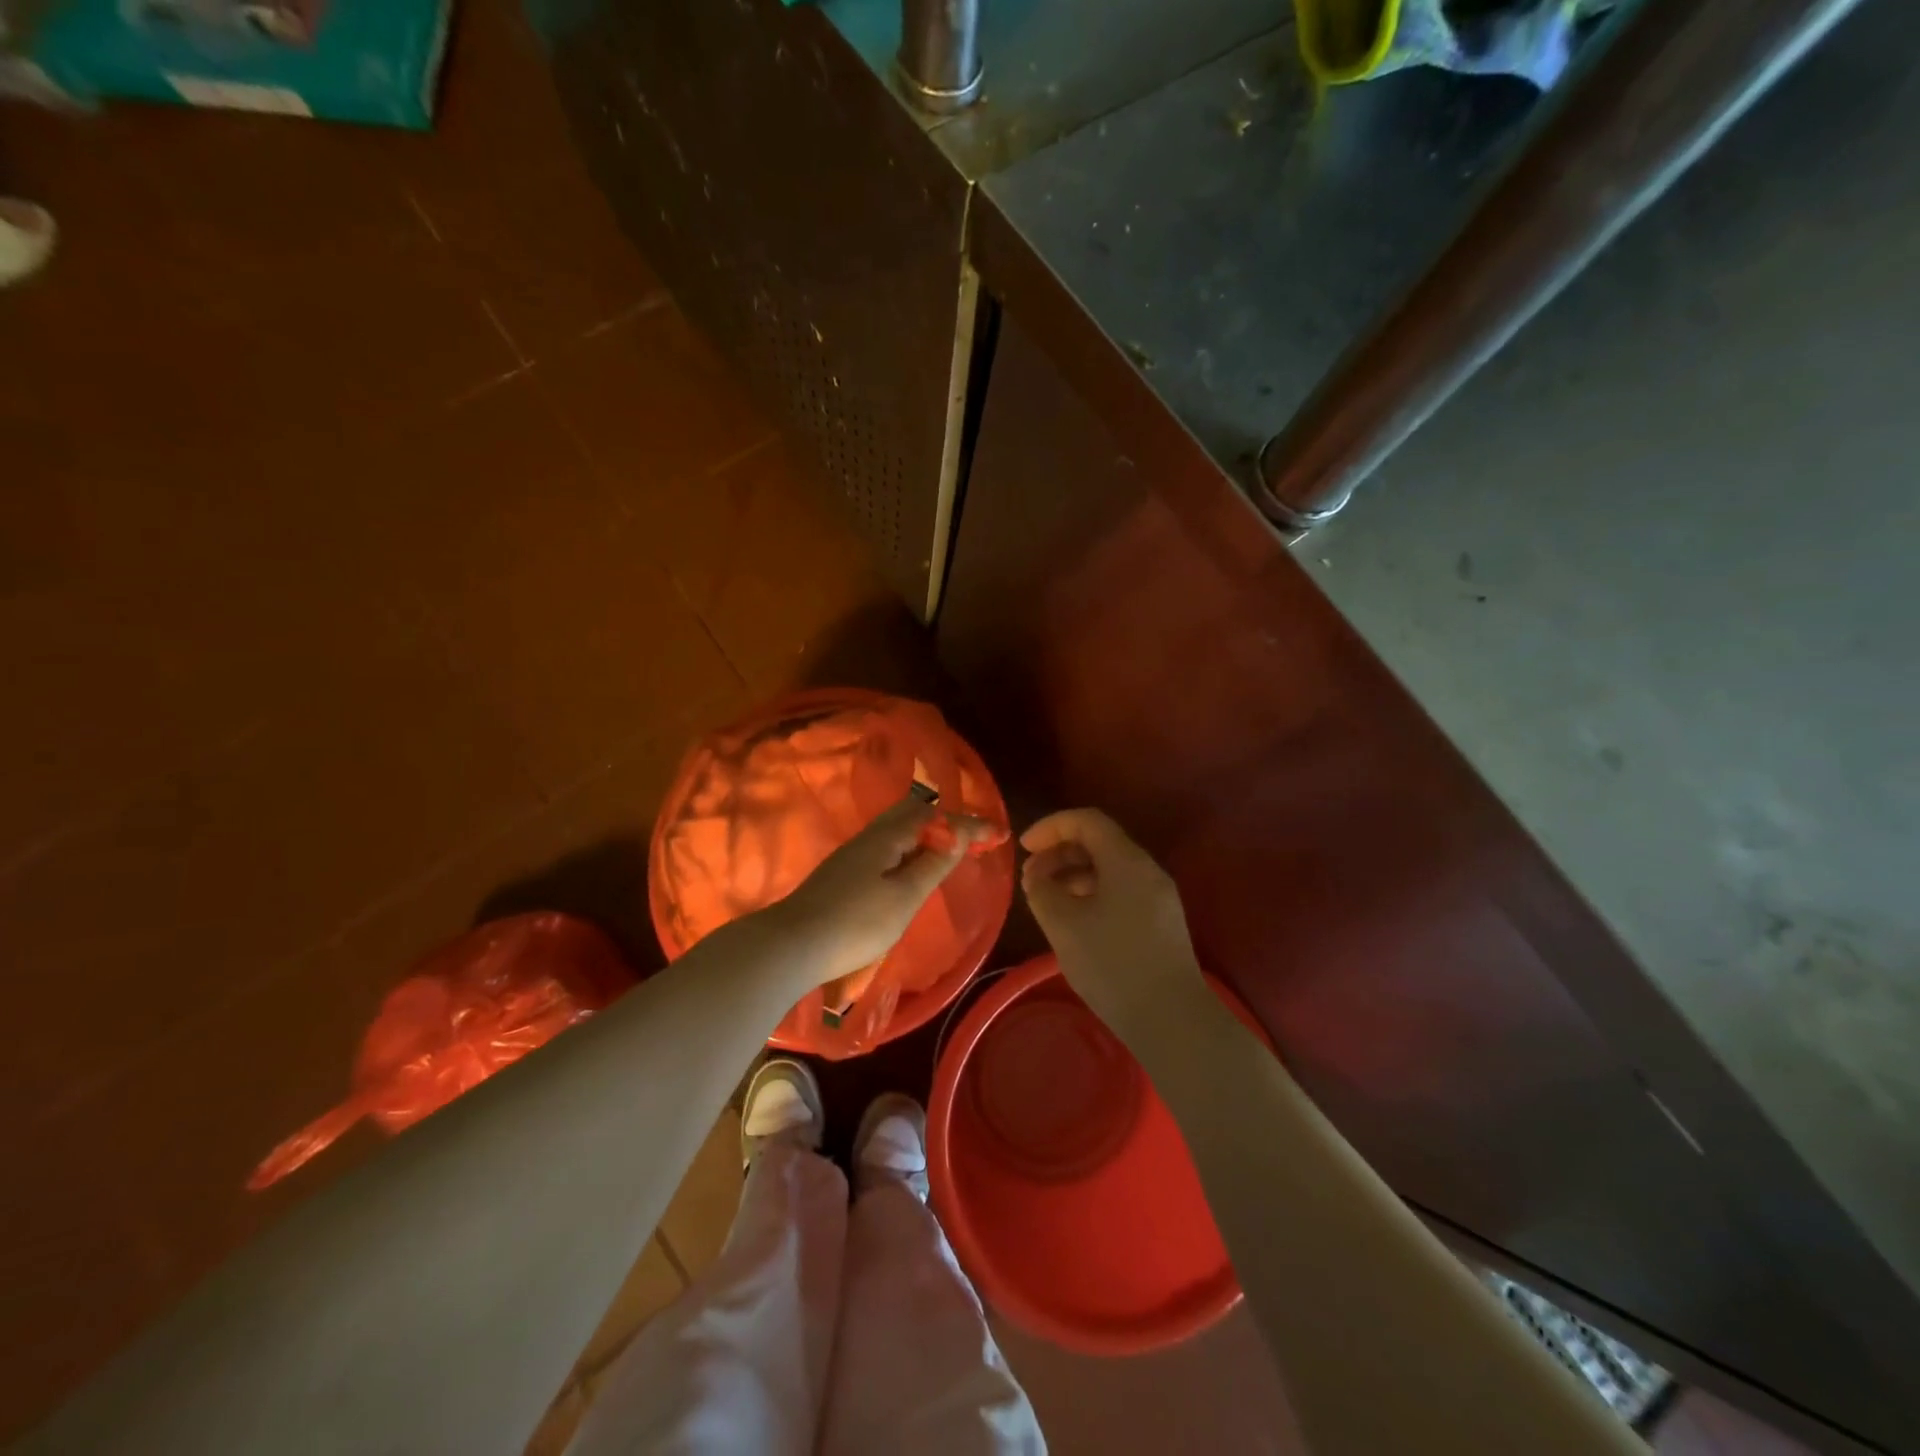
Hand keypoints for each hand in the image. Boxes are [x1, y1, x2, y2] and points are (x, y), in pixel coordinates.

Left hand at [774, 795, 993, 984]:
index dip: (968, 825)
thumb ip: (933, 864)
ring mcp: (853, 855)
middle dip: (947, 822)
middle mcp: (869, 837)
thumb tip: (958, 836)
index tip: (998, 833)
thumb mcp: (904, 897)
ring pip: (898, 831)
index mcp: (886, 837)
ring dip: (928, 835)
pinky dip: (911, 849)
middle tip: (975, 836)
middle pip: (913, 815)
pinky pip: (888, 847)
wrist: (792, 946)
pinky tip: (913, 866)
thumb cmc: (855, 923)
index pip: (935, 818)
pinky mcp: (844, 873)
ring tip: (952, 848)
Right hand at [1021, 808, 1208, 1041]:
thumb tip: (1038, 876)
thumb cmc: (1113, 965)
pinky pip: (1121, 891)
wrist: (1172, 1020)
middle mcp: (1147, 870)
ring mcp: (1158, 897)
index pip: (1086, 821)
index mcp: (1127, 861)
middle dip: (1060, 853)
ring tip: (1047, 900)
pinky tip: (1074, 921)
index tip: (1024, 847)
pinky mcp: (1161, 923)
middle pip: (1099, 842)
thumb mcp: (1063, 924)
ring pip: (1110, 869)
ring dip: (1074, 875)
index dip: (1051, 827)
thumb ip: (1042, 890)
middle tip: (1031, 878)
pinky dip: (1091, 893)